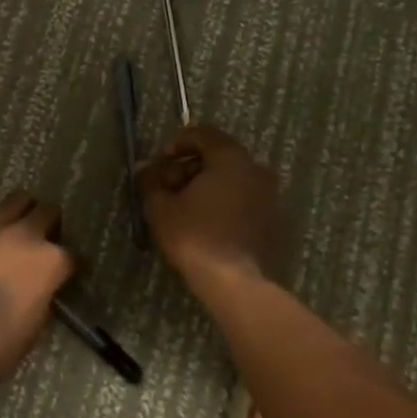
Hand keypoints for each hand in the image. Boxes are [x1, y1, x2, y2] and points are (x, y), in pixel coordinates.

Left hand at [0, 192, 74, 391]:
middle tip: (43, 238)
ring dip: (21, 210)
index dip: (66, 265)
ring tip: (16, 223)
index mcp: (50, 262)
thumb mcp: (36, 325)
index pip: (70, 254)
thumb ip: (42, 294)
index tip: (61, 273)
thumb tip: (38, 286)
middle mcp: (26, 236)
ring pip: (16, 200)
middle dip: (50, 223)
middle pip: (47, 212)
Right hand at [135, 124, 283, 283]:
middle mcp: (256, 171)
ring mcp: (269, 197)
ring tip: (185, 207)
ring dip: (208, 187)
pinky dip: (224, 204)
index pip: (204, 134)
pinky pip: (243, 201)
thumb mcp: (161, 206)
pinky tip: (206, 223)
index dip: (179, 142)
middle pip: (219, 157)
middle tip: (169, 186)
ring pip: (233, 180)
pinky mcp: (273, 222)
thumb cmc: (194, 236)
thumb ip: (151, 181)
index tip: (161, 159)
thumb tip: (143, 168)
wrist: (234, 283)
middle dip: (191, 167)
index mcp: (231, 159)